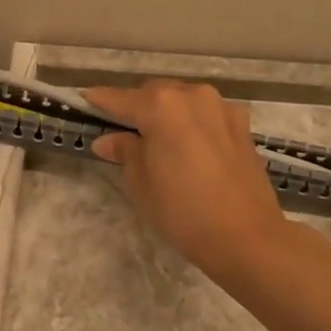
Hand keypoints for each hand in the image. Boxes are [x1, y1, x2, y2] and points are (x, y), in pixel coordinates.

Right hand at [85, 80, 290, 281]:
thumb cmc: (182, 211)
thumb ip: (125, 152)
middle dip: (137, 107)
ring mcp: (221, 107)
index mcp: (162, 106)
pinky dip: (193, 123)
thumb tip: (108, 140)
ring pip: (184, 100)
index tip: (85, 101)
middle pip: (155, 93)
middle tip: (123, 131)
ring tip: (159, 140)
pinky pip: (207, 114)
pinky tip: (190, 146)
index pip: (120, 98)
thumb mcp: (141, 183)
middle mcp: (192, 96)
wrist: (245, 236)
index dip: (100, 101)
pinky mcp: (242, 125)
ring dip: (168, 113)